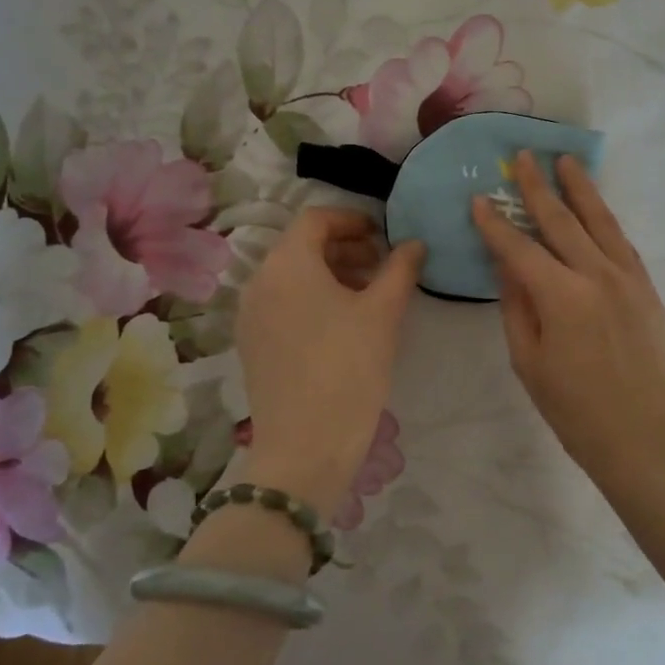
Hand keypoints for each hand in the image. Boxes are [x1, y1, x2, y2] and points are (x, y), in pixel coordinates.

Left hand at [234, 207, 423, 513]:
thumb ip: (400, 269)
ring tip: (367, 296)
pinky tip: (341, 325)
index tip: (383, 236)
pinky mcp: (251, 344)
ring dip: (329, 274)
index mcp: (287, 263)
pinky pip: (282, 304)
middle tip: (381, 266)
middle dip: (344, 248)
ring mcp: (250, 315)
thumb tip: (414, 243)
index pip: (316, 219)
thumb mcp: (383, 313)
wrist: (306, 445)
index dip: (352, 220)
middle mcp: (259, 281)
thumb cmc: (349, 368)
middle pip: (301, 247)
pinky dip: (311, 300)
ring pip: (291, 277)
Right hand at [472, 152, 664, 489]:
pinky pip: (622, 244)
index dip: (495, 224)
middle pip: (561, 221)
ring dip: (580, 189)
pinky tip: (597, 209)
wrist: (645, 437)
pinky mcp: (648, 290)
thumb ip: (516, 308)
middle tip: (522, 158)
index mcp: (560, 296)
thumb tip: (508, 266)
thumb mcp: (529, 363)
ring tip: (566, 161)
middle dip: (537, 188)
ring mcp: (628, 279)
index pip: (519, 249)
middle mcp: (596, 275)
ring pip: (600, 222)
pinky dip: (606, 221)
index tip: (479, 200)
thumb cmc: (576, 410)